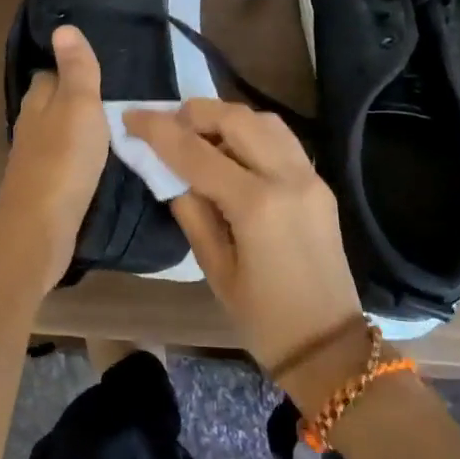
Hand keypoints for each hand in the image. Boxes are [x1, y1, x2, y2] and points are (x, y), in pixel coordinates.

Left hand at [0, 27, 107, 277]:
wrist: (40, 226)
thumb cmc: (63, 159)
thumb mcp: (79, 105)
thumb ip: (76, 69)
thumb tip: (63, 27)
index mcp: (37, 103)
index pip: (49, 74)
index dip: (69, 68)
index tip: (97, 67)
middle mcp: (30, 127)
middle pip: (52, 104)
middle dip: (75, 100)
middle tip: (114, 98)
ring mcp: (34, 160)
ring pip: (57, 134)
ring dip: (77, 130)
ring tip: (112, 128)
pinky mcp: (44, 188)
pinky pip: (63, 162)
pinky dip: (78, 157)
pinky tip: (97, 163)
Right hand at [124, 99, 371, 405]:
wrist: (329, 345)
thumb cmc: (262, 318)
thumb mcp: (214, 267)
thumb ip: (191, 210)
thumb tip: (169, 171)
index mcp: (256, 205)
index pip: (196, 152)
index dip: (158, 130)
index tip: (131, 116)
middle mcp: (287, 178)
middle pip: (235, 119)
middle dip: (194, 113)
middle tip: (166, 125)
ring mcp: (310, 176)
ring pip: (263, 120)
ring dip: (225, 118)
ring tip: (198, 136)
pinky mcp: (319, 182)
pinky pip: (281, 139)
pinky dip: (251, 132)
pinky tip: (231, 152)